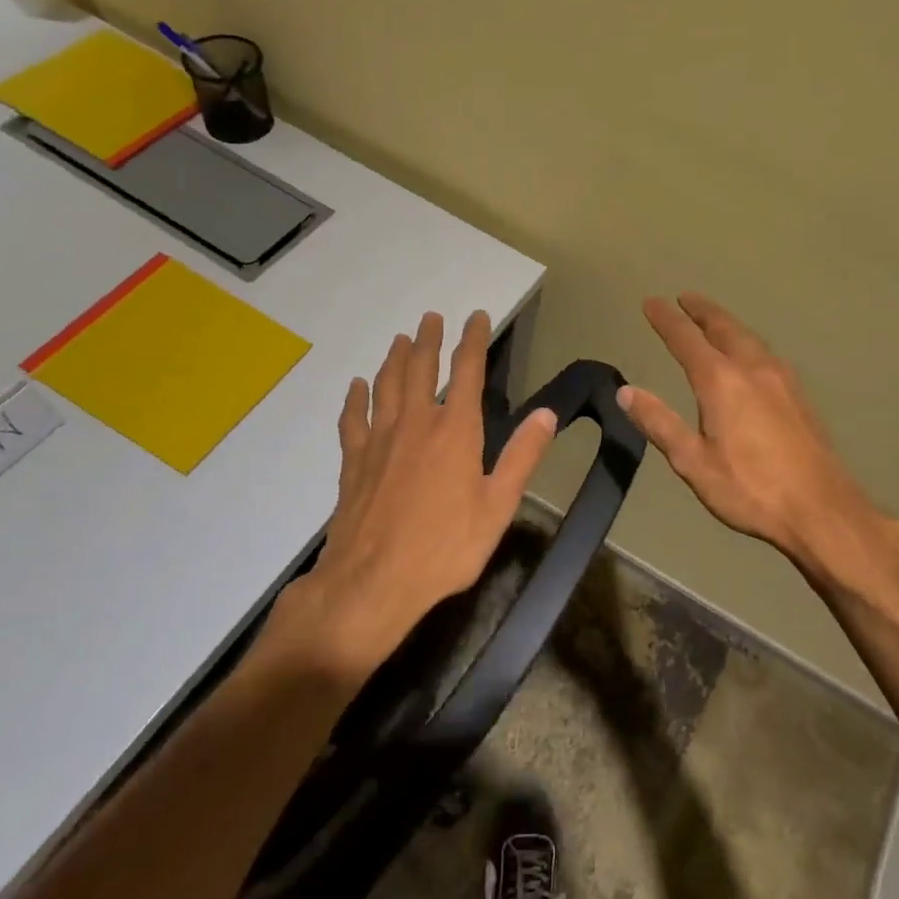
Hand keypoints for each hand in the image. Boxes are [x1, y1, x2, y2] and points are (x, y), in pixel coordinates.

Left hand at [265, 311, 556, 683]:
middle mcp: (416, 424)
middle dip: (428, 340)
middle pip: (419, 369)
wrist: (372, 583)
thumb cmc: (445, 548)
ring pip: (385, 386)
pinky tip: (356, 387)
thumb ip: (521, 457)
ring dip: (394, 359)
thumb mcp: (497, 507)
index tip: (476, 316)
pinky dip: (355, 398)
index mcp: (455, 431)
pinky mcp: (353, 462)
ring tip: (399, 339)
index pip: (467, 372)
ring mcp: (379, 441)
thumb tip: (546, 414)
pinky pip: (352, 419)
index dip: (473, 340)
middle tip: (430, 317)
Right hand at [618, 293, 885, 574]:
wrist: (821, 509)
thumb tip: (625, 391)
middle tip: (686, 298)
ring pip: (750, 338)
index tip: (652, 302)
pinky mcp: (799, 396)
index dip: (666, 320)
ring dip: (727, 323)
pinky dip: (747, 342)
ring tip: (714, 320)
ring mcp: (782, 380)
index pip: (686, 340)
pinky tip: (750, 356)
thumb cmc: (750, 489)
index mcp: (722, 382)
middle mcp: (753, 369)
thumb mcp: (693, 462)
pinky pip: (766, 353)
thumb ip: (659, 423)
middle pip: (724, 328)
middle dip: (702, 311)